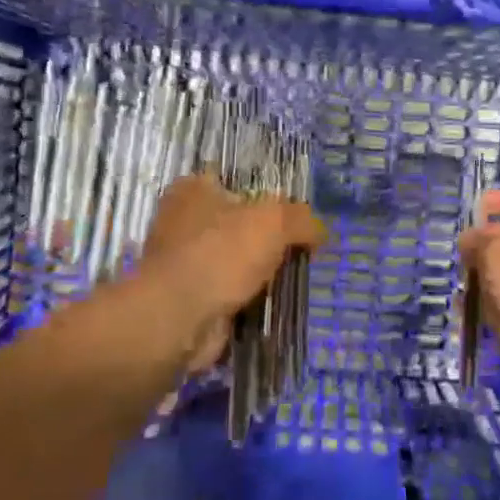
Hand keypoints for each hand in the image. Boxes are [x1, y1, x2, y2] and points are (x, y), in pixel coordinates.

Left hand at [137, 173, 326, 372]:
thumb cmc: (221, 253)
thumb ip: (303, 220)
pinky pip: (227, 292)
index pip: (236, 182)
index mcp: (193, 189)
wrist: (179, 318)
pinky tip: (270, 304)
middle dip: (267, 239)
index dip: (268, 196)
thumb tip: (320, 233)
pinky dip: (246, 299)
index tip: (295, 217)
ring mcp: (182, 262)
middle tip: (301, 250)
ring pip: (233, 260)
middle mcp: (182, 221)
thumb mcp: (275, 222)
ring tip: (291, 279)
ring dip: (258, 273)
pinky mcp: (187, 297)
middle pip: (238, 223)